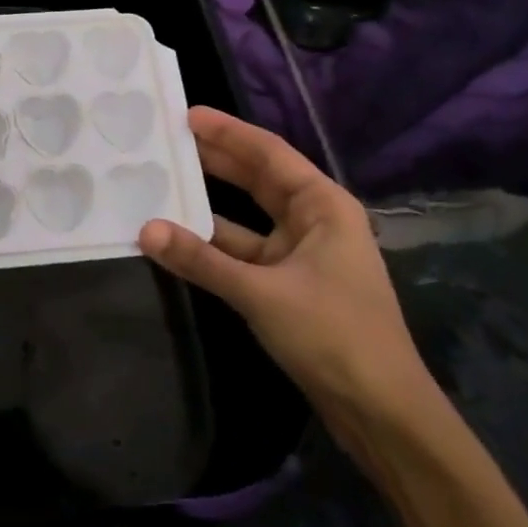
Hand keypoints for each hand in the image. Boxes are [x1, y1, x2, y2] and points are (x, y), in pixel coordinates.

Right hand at [138, 107, 439, 453]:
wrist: (381, 411)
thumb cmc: (334, 335)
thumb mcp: (262, 292)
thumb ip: (202, 260)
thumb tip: (145, 229)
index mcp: (324, 206)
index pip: (269, 153)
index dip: (228, 132)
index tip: (186, 115)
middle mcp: (314, 221)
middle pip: (258, 178)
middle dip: (216, 159)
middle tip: (168, 141)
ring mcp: (301, 254)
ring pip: (247, 216)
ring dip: (209, 204)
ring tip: (164, 181)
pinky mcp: (288, 284)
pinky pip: (243, 251)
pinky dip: (213, 244)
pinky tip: (179, 237)